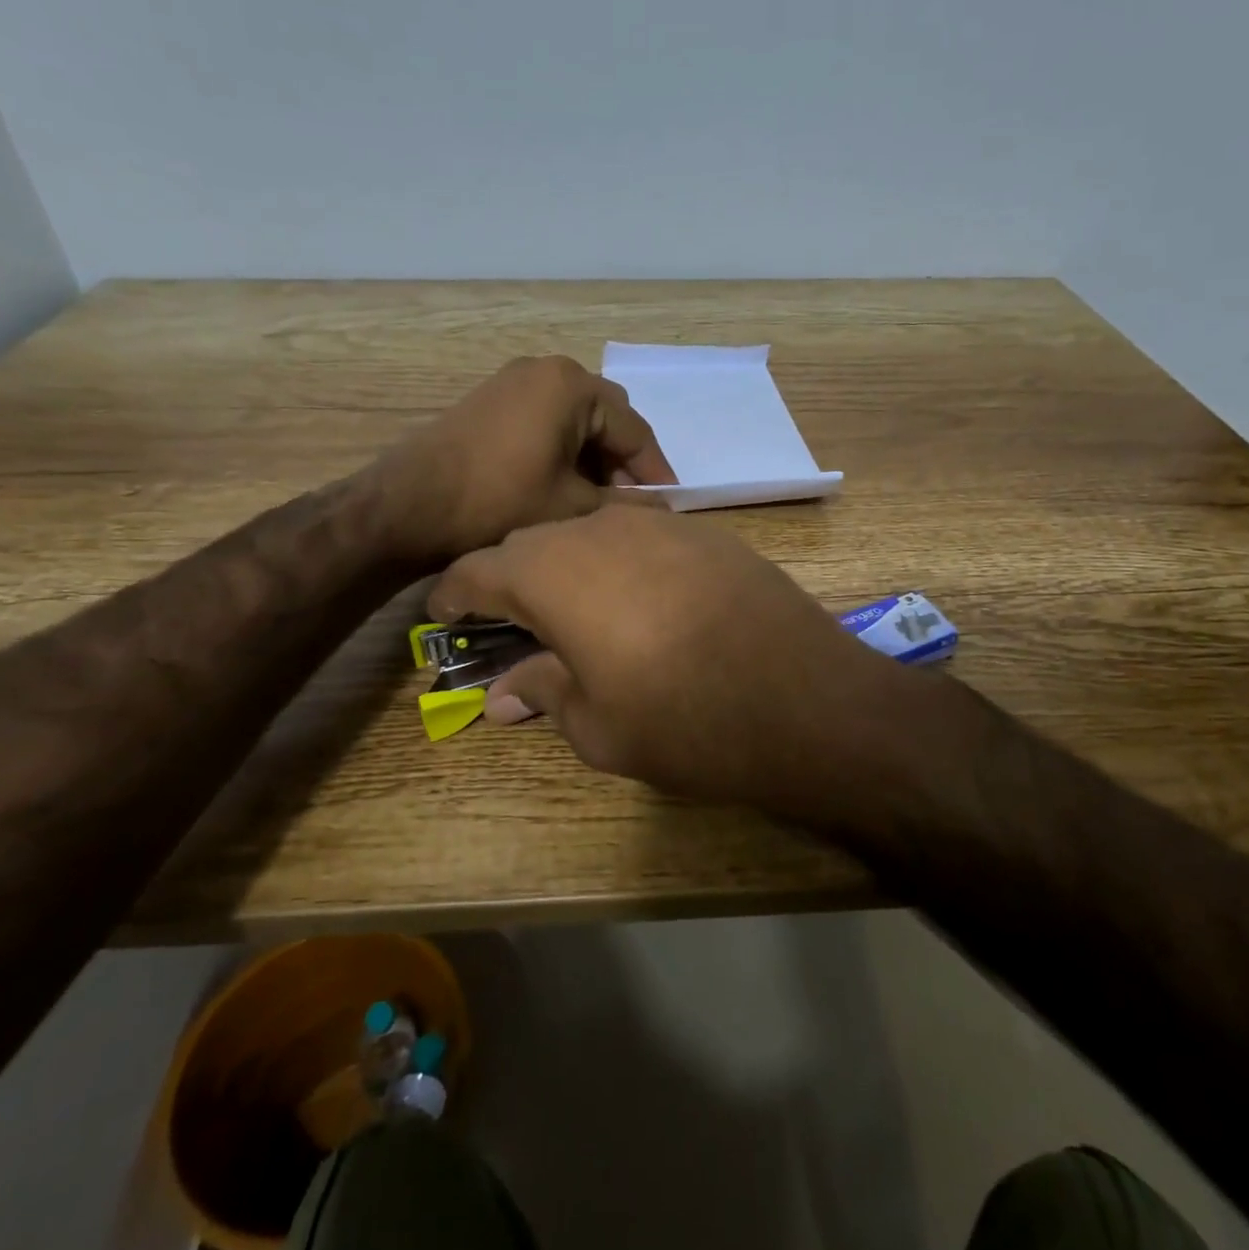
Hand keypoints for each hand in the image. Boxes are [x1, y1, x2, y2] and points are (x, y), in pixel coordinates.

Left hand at [380, 356, 676, 564]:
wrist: (408, 507)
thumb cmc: (500, 502)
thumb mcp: (573, 508)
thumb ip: (624, 504)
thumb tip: (660, 508)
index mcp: (573, 386)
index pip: (633, 429)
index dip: (655, 471)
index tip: (671, 505)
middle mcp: (547, 369)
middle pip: (607, 417)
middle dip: (624, 460)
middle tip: (634, 503)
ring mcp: (514, 380)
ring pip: (577, 419)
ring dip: (595, 456)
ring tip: (601, 500)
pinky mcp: (493, 400)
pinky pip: (547, 419)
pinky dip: (565, 448)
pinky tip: (567, 484)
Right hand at [427, 505, 920, 814]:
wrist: (804, 700)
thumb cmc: (683, 722)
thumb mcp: (597, 725)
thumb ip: (544, 692)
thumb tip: (501, 696)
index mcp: (553, 572)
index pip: (478, 569)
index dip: (454, 593)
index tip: (444, 615)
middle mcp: (600, 530)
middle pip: (533, 542)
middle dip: (512, 577)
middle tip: (513, 621)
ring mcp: (660, 524)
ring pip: (590, 532)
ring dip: (570, 565)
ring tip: (578, 609)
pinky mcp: (708, 533)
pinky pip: (643, 536)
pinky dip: (623, 562)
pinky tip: (643, 600)